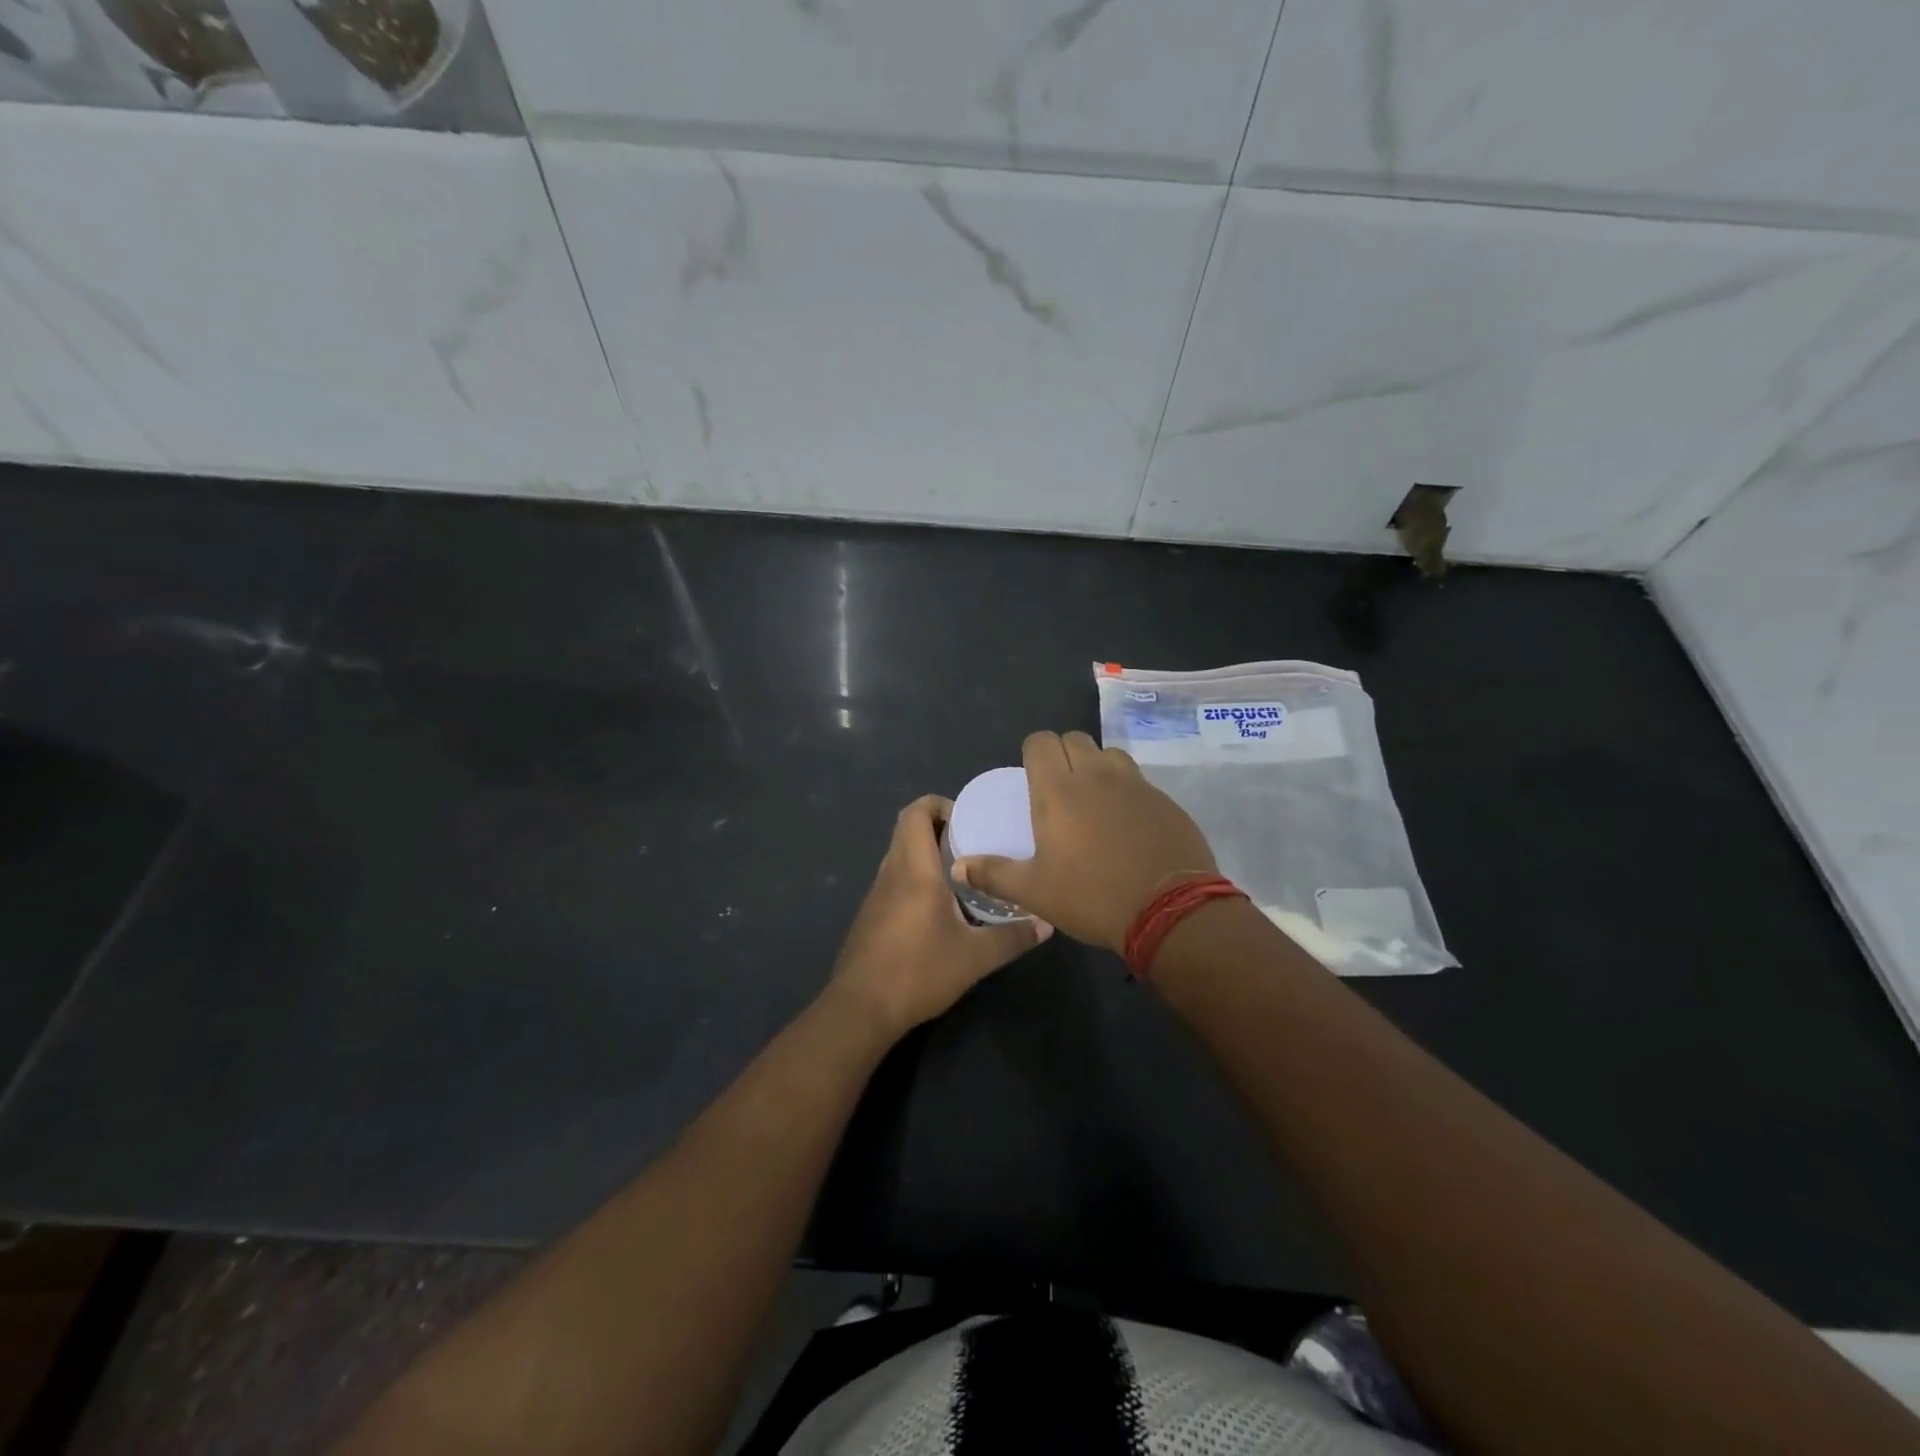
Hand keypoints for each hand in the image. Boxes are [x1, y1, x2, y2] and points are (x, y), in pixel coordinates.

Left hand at [829, 795, 1050, 1038]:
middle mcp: (891, 872)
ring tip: (964, 872)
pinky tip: (940, 906)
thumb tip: (1047, 923)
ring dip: (927, 853)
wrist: (861, 1009)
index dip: (939, 804)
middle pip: (907, 829)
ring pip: (900, 854)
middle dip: (939, 827)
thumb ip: (1012, 937)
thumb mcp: (974, 957)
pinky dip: (916, 876)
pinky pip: (895, 878)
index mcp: (913, 869)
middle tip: (975, 843)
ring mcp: (876, 894)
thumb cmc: (918, 971)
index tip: (969, 818)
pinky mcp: (871, 915)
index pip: (915, 812)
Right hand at [951, 730, 1215, 952]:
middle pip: (1074, 739)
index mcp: (1058, 790)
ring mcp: (1135, 784)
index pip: (1040, 741)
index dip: (1033, 752)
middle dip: (1063, 754)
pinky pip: (1139, 781)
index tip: (1031, 776)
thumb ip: (993, 874)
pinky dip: (1127, 790)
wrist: (1169, 912)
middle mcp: (1096, 775)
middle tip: (1059, 788)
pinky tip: (1128, 824)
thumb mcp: (1034, 892)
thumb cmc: (1092, 897)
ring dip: (1097, 766)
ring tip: (1095, 800)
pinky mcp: (1165, 800)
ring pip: (1109, 754)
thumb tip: (958, 867)